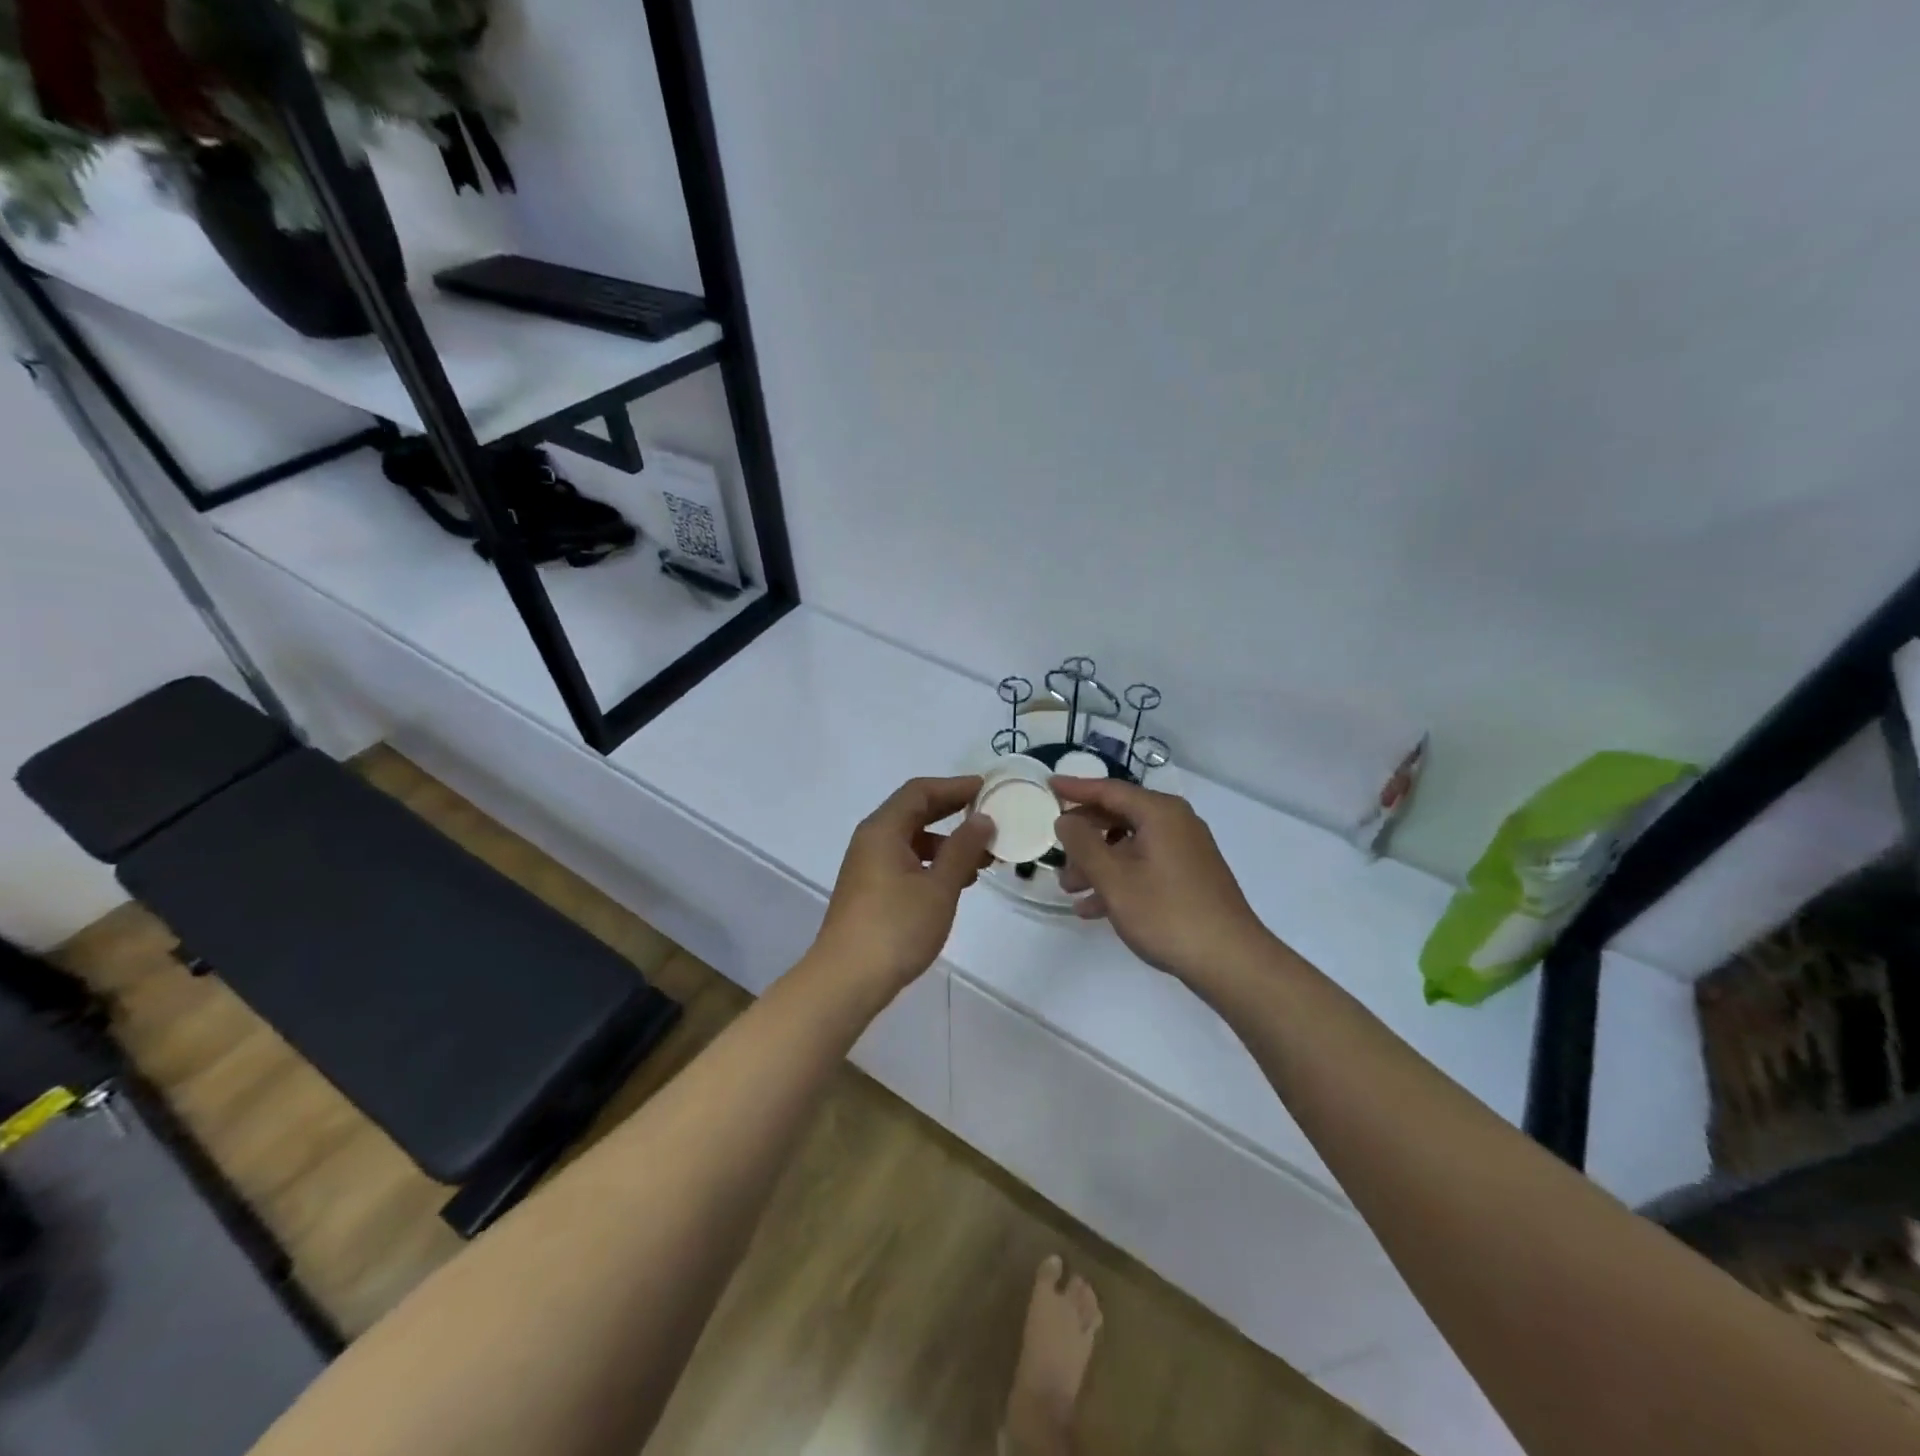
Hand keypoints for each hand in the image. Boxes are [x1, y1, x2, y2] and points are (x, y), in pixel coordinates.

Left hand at [812, 776, 995, 995]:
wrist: (846, 980)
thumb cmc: (895, 928)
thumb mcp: (939, 887)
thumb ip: (963, 849)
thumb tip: (982, 819)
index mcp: (883, 829)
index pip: (920, 792)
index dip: (954, 786)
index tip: (987, 788)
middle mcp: (871, 840)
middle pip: (914, 812)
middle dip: (952, 812)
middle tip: (988, 815)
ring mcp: (867, 866)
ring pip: (911, 840)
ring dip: (946, 842)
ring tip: (982, 857)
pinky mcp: (870, 890)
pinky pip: (905, 861)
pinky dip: (932, 863)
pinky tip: (957, 882)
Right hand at [1053, 777, 1274, 985]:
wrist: (1230, 960)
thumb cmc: (1166, 913)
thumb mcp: (1113, 878)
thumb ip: (1083, 844)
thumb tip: (1066, 820)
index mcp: (1160, 813)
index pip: (1109, 790)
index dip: (1076, 789)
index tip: (1048, 785)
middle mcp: (1176, 823)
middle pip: (1119, 817)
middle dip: (1084, 836)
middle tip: (1054, 850)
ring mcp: (1185, 851)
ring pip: (1130, 846)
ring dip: (1097, 863)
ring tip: (1069, 888)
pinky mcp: (1190, 877)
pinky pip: (1144, 866)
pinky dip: (1118, 879)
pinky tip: (1093, 908)